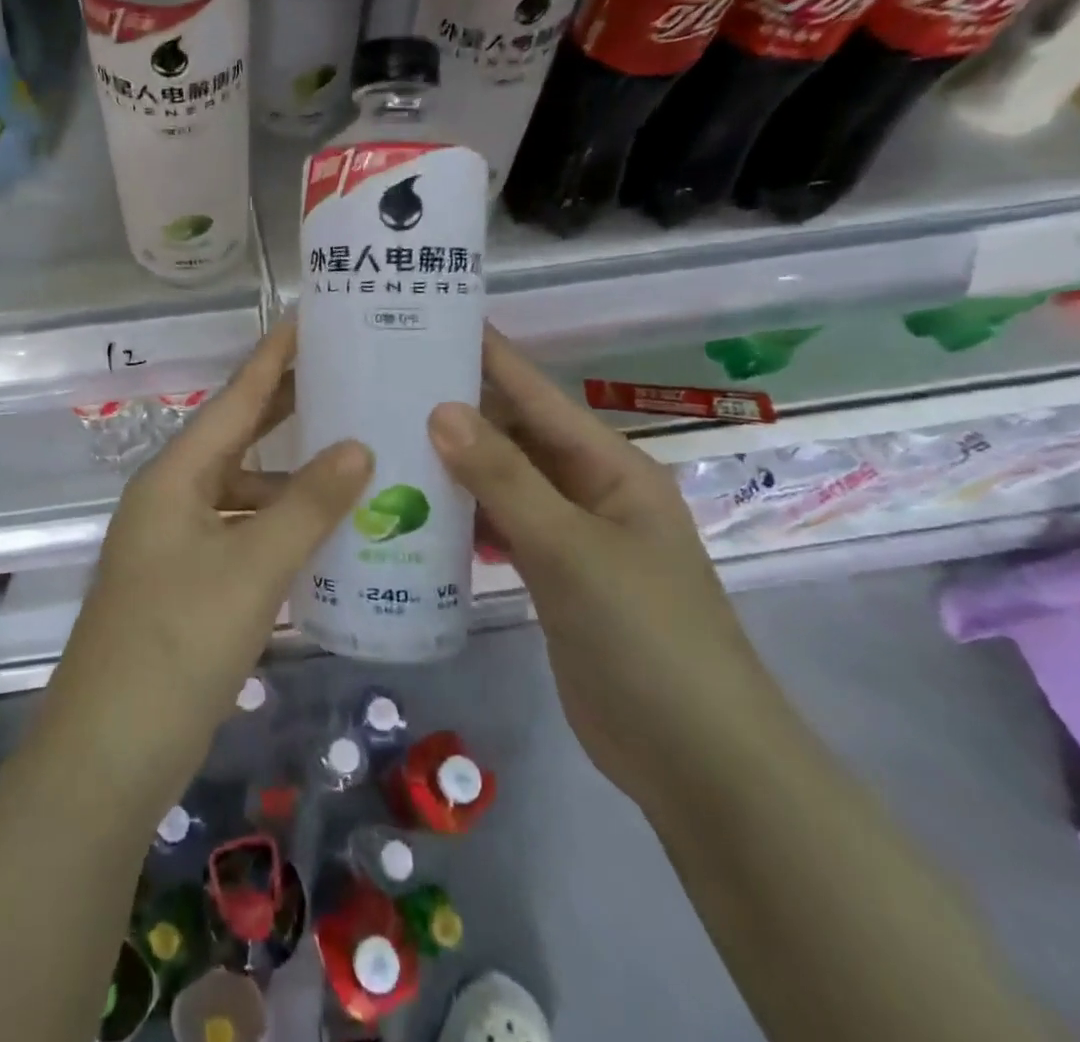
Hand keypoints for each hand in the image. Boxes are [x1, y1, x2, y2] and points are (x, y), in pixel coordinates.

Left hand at [49, 319, 372, 790]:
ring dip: (290, 479)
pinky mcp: (185, 583)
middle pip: (237, 438)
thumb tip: (358, 445)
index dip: (274, 358)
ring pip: (242, 491)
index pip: (235, 399)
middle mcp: (171, 497)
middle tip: (345, 379)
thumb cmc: (178, 642)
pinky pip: (241, 534)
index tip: (310, 318)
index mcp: (176, 476)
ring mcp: (175, 542)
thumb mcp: (252, 567)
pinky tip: (322, 536)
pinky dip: (279, 528)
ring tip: (353, 463)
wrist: (111, 749)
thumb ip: (308, 505)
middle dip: (287, 410)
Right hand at [428, 327, 796, 816]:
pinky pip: (499, 527)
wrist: (694, 760)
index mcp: (609, 467)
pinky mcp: (551, 577)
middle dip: (458, 409)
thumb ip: (505, 478)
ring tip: (385, 437)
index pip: (537, 394)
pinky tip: (415, 510)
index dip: (489, 355)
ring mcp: (570, 536)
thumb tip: (441, 409)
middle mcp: (589, 490)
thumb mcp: (571, 549)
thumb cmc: (646, 636)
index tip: (431, 320)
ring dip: (454, 465)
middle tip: (385, 382)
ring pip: (502, 483)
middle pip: (515, 435)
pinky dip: (463, 516)